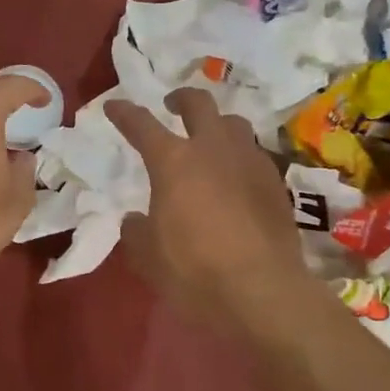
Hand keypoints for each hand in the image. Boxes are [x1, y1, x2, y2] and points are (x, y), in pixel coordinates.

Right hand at [106, 89, 309, 331]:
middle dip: (181, 98)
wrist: (264, 291)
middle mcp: (213, 149)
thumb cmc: (195, 271)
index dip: (124, 113)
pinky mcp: (275, 183)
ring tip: (210, 140)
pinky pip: (254, 154)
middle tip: (172, 105)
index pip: (142, 124)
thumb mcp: (148, 257)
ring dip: (217, 125)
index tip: (114, 106)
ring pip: (233, 123)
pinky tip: (236, 177)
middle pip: (198, 104)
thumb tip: (135, 220)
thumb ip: (137, 231)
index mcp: (173, 161)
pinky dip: (239, 157)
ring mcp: (250, 161)